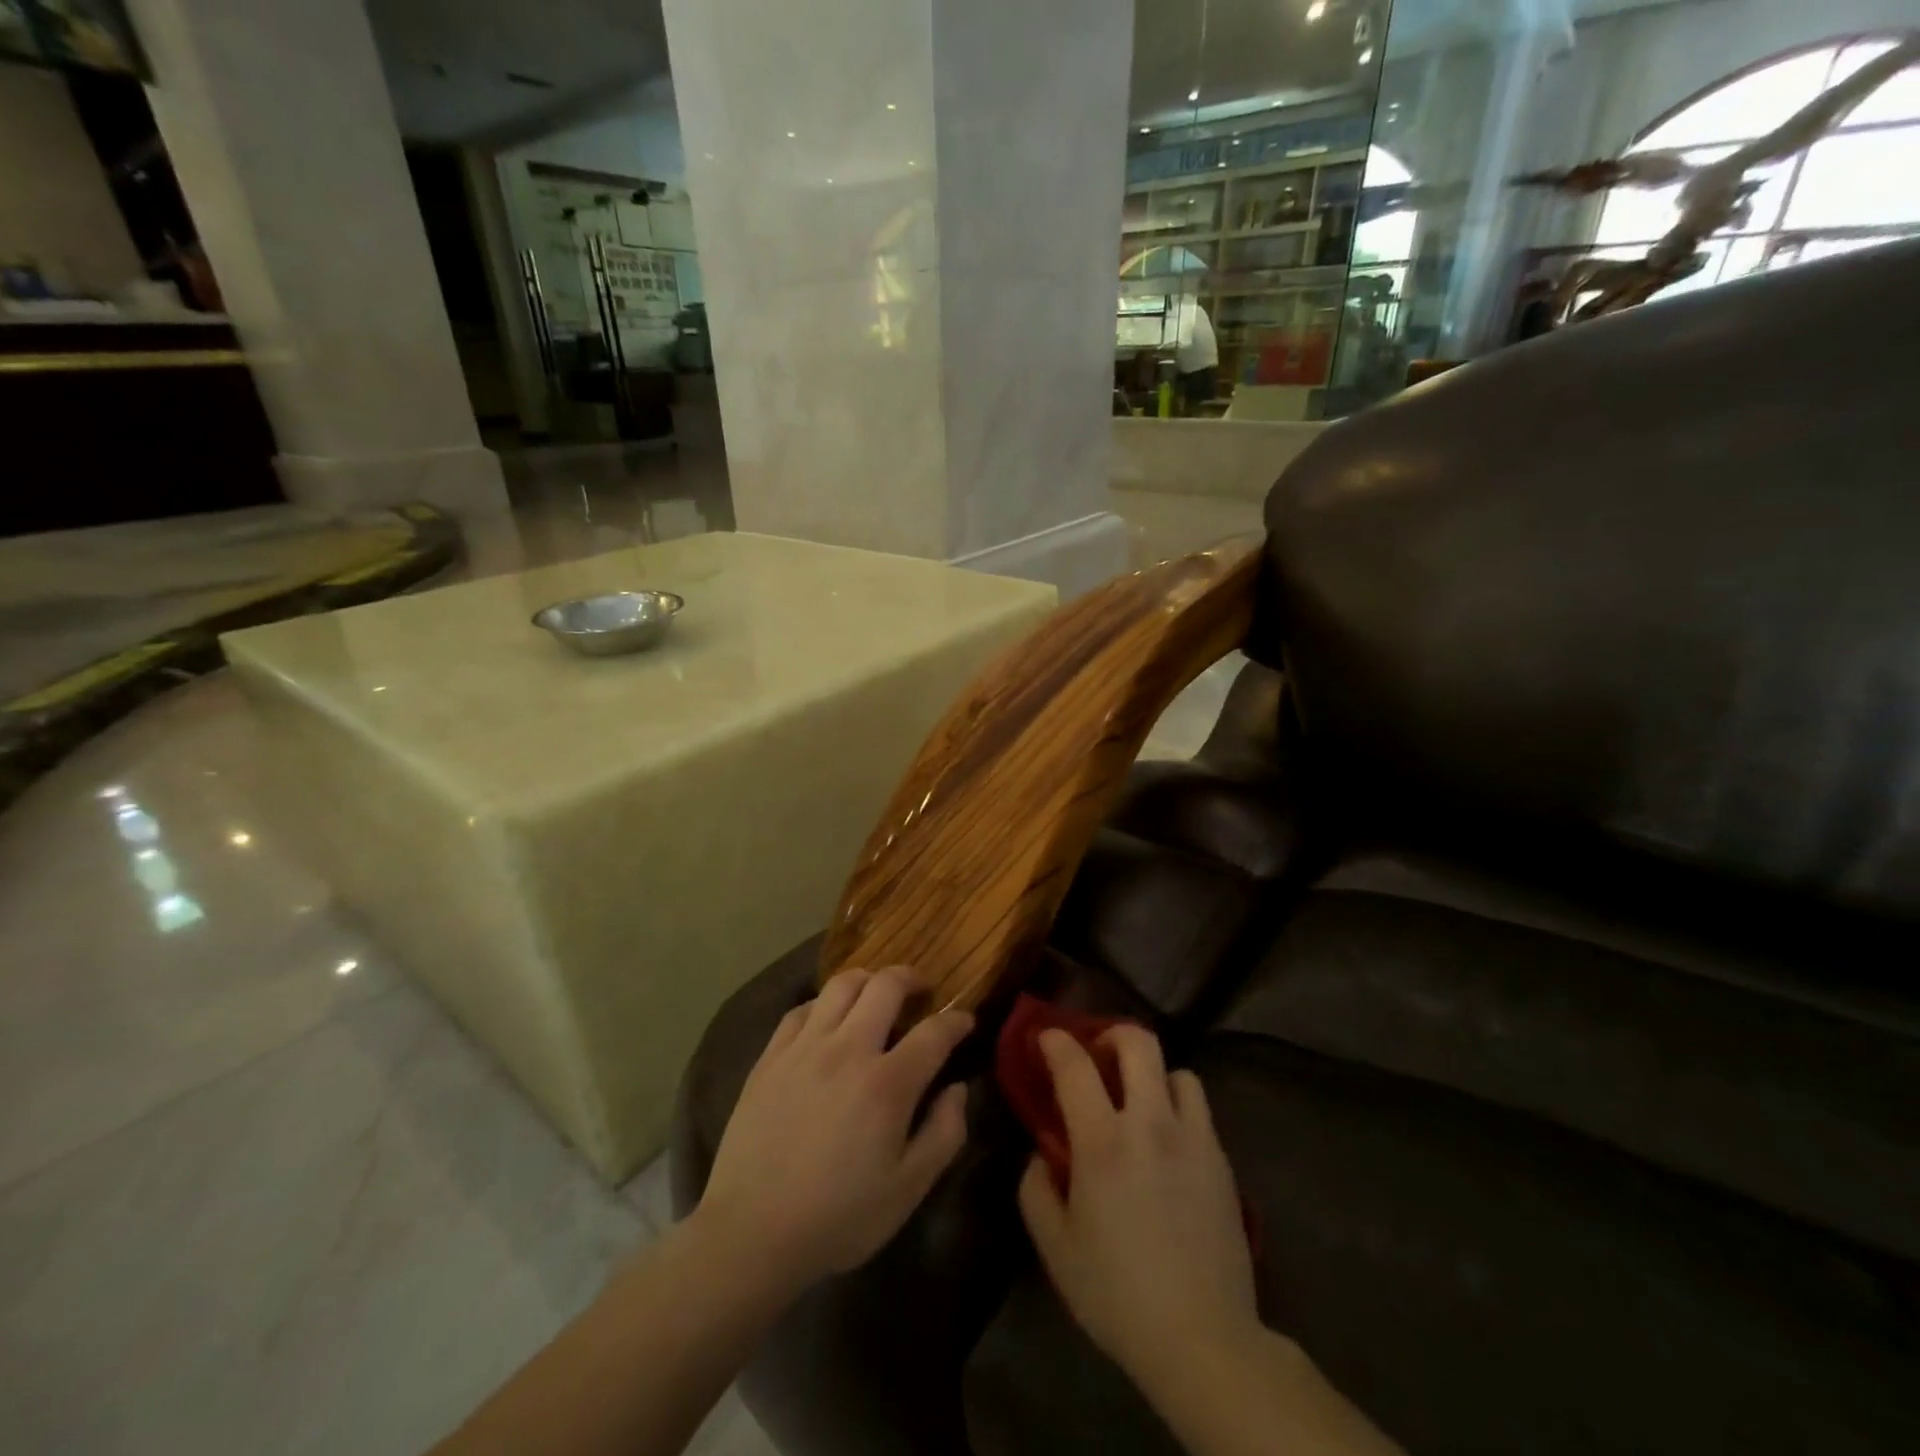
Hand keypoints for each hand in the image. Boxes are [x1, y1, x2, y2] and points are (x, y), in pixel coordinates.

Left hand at [695, 969, 972, 1293]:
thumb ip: (944, 1133)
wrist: (750, 1233)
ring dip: (868, 980)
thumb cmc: (838, 1217)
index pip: (934, 1032)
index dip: (957, 1021)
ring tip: (877, 995)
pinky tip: (829, 1021)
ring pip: (842, 984)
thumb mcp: (908, 1190)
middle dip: (912, 978)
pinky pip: (802, 1008)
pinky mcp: (771, 1056)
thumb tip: (958, 1089)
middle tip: (922, 991)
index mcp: (887, 1083)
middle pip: (886, 985)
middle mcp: (848, 1050)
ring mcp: (804, 1048)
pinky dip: (824, 1004)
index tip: (965, 1022)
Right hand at [1018, 1027, 1258, 1388]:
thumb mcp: (1055, 1247)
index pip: (1075, 1065)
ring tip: (1140, 1100)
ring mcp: (1193, 1138)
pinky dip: (1178, 1106)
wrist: (1203, 1339)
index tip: (1045, 1037)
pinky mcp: (1221, 1160)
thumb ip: (1035, 1189)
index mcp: (1103, 1141)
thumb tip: (1041, 1155)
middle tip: (1098, 1055)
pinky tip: (1167, 1141)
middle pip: (1139, 1043)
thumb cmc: (1117, 1293)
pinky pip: (1199, 1108)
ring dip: (1152, 1074)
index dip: (1056, 1041)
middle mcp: (1151, 1124)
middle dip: (1112, 1034)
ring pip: (1178, 1070)